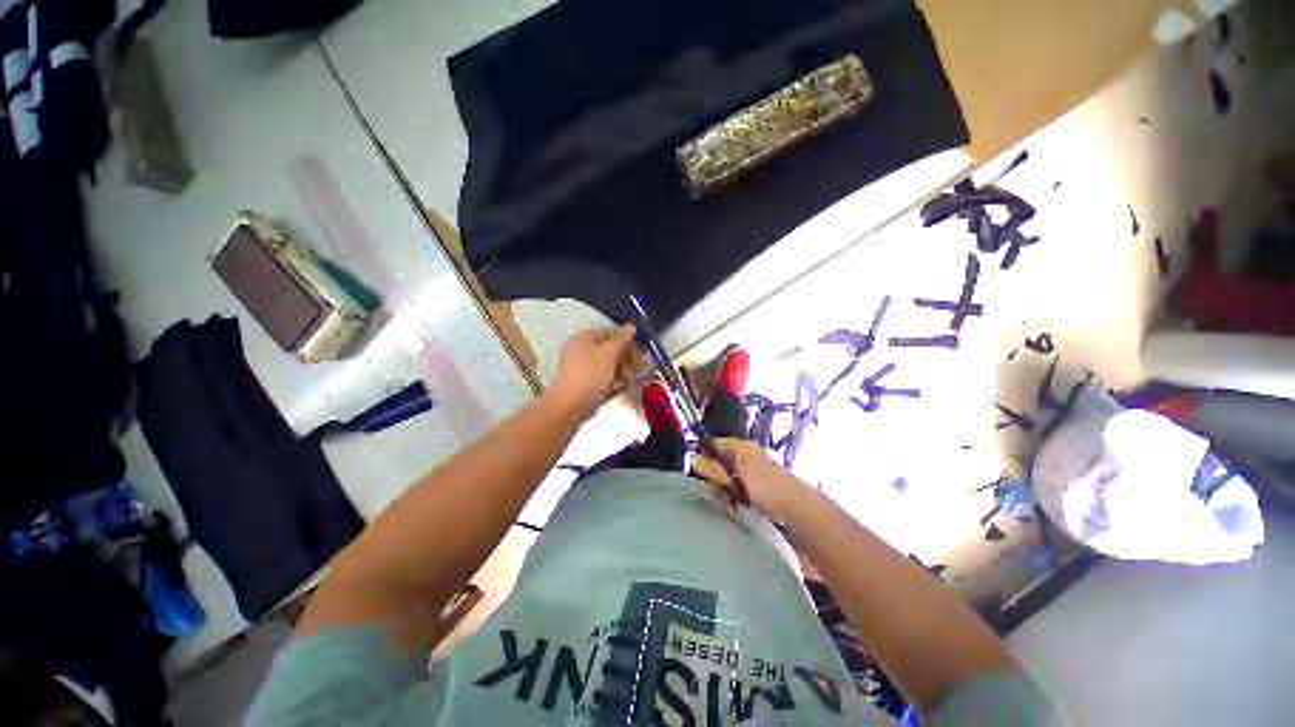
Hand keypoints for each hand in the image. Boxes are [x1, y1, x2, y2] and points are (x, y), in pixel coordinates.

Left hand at [547, 324, 642, 419]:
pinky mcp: (583, 383)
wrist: (571, 404)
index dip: (626, 339)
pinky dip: (612, 380)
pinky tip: (621, 385)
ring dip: (622, 369)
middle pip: (608, 349)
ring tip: (631, 377)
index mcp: (583, 338)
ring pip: (606, 364)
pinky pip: (601, 377)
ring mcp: (581, 368)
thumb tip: (631, 326)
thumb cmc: (590, 373)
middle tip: (640, 364)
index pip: (609, 333)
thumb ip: (621, 339)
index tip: (640, 349)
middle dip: (626, 356)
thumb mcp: (609, 353)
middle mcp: (580, 350)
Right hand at [694, 438, 814, 521]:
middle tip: (708, 487)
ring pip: (728, 473)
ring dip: (722, 484)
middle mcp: (745, 453)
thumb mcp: (735, 479)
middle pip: (720, 458)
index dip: (703, 454)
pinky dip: (733, 491)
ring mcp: (752, 468)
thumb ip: (714, 470)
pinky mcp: (758, 482)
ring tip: (720, 496)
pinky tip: (733, 501)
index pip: (714, 443)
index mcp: (740, 446)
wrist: (797, 507)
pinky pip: (738, 483)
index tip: (695, 471)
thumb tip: (693, 459)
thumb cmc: (765, 488)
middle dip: (712, 472)